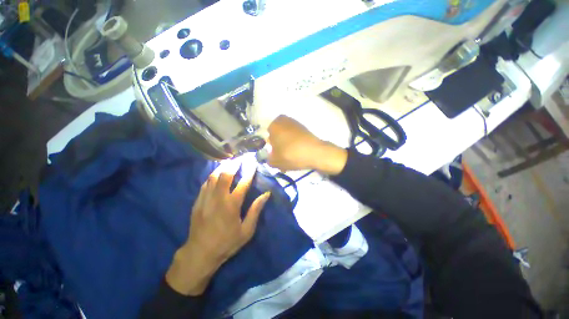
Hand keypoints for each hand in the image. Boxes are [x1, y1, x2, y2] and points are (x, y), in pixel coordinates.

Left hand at [166, 161, 270, 295]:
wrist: (200, 253)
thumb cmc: (227, 243)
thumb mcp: (246, 231)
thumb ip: (256, 210)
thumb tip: (266, 195)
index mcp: (232, 205)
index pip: (243, 183)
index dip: (249, 171)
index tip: (253, 162)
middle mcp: (218, 198)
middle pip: (225, 175)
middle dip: (234, 164)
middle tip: (240, 157)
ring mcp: (206, 198)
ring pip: (213, 176)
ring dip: (223, 167)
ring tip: (230, 161)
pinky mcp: (198, 201)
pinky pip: (205, 183)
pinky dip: (213, 175)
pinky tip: (217, 173)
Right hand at [267, 115, 347, 174]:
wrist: (315, 153)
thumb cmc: (291, 155)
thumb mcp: (275, 162)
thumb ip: (268, 159)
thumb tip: (271, 157)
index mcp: (274, 126)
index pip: (268, 137)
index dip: (272, 148)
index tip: (277, 155)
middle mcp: (284, 121)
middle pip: (277, 135)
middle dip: (279, 145)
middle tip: (283, 155)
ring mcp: (295, 123)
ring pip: (286, 136)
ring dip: (287, 145)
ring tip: (292, 156)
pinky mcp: (305, 128)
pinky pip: (295, 136)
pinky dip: (295, 143)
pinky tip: (298, 152)